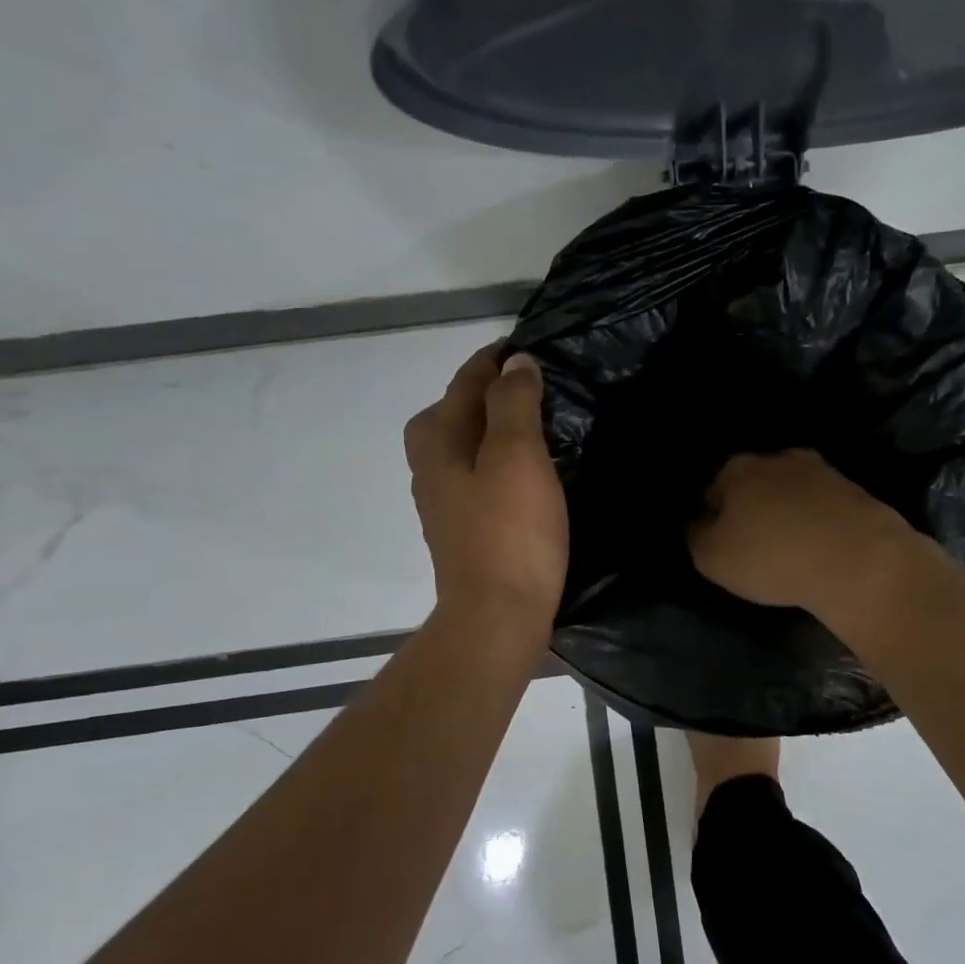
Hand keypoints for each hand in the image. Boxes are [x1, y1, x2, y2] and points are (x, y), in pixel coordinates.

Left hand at [404, 346, 567, 642]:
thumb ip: (513, 403)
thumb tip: (514, 362)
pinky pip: (477, 476)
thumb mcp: (516, 455)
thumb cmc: (510, 531)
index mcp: (437, 439)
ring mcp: (444, 501)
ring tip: (534, 423)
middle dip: (486, 391)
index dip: (495, 360)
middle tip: (531, 385)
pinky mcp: (463, 529)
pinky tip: (526, 473)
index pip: (465, 381)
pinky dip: (497, 461)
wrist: (498, 616)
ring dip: (492, 427)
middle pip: (453, 412)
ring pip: (464, 446)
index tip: (528, 347)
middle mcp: (430, 465)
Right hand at [687, 449, 914, 614]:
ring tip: (790, 548)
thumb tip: (699, 523)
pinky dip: (817, 521)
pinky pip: (822, 506)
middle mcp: (777, 458)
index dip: (712, 520)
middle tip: (754, 546)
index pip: (711, 492)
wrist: (858, 559)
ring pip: (790, 492)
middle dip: (751, 509)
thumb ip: (696, 536)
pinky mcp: (854, 490)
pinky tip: (819, 547)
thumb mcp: (712, 558)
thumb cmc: (771, 557)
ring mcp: (820, 470)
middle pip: (753, 486)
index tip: (721, 545)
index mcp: (737, 469)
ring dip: (786, 513)